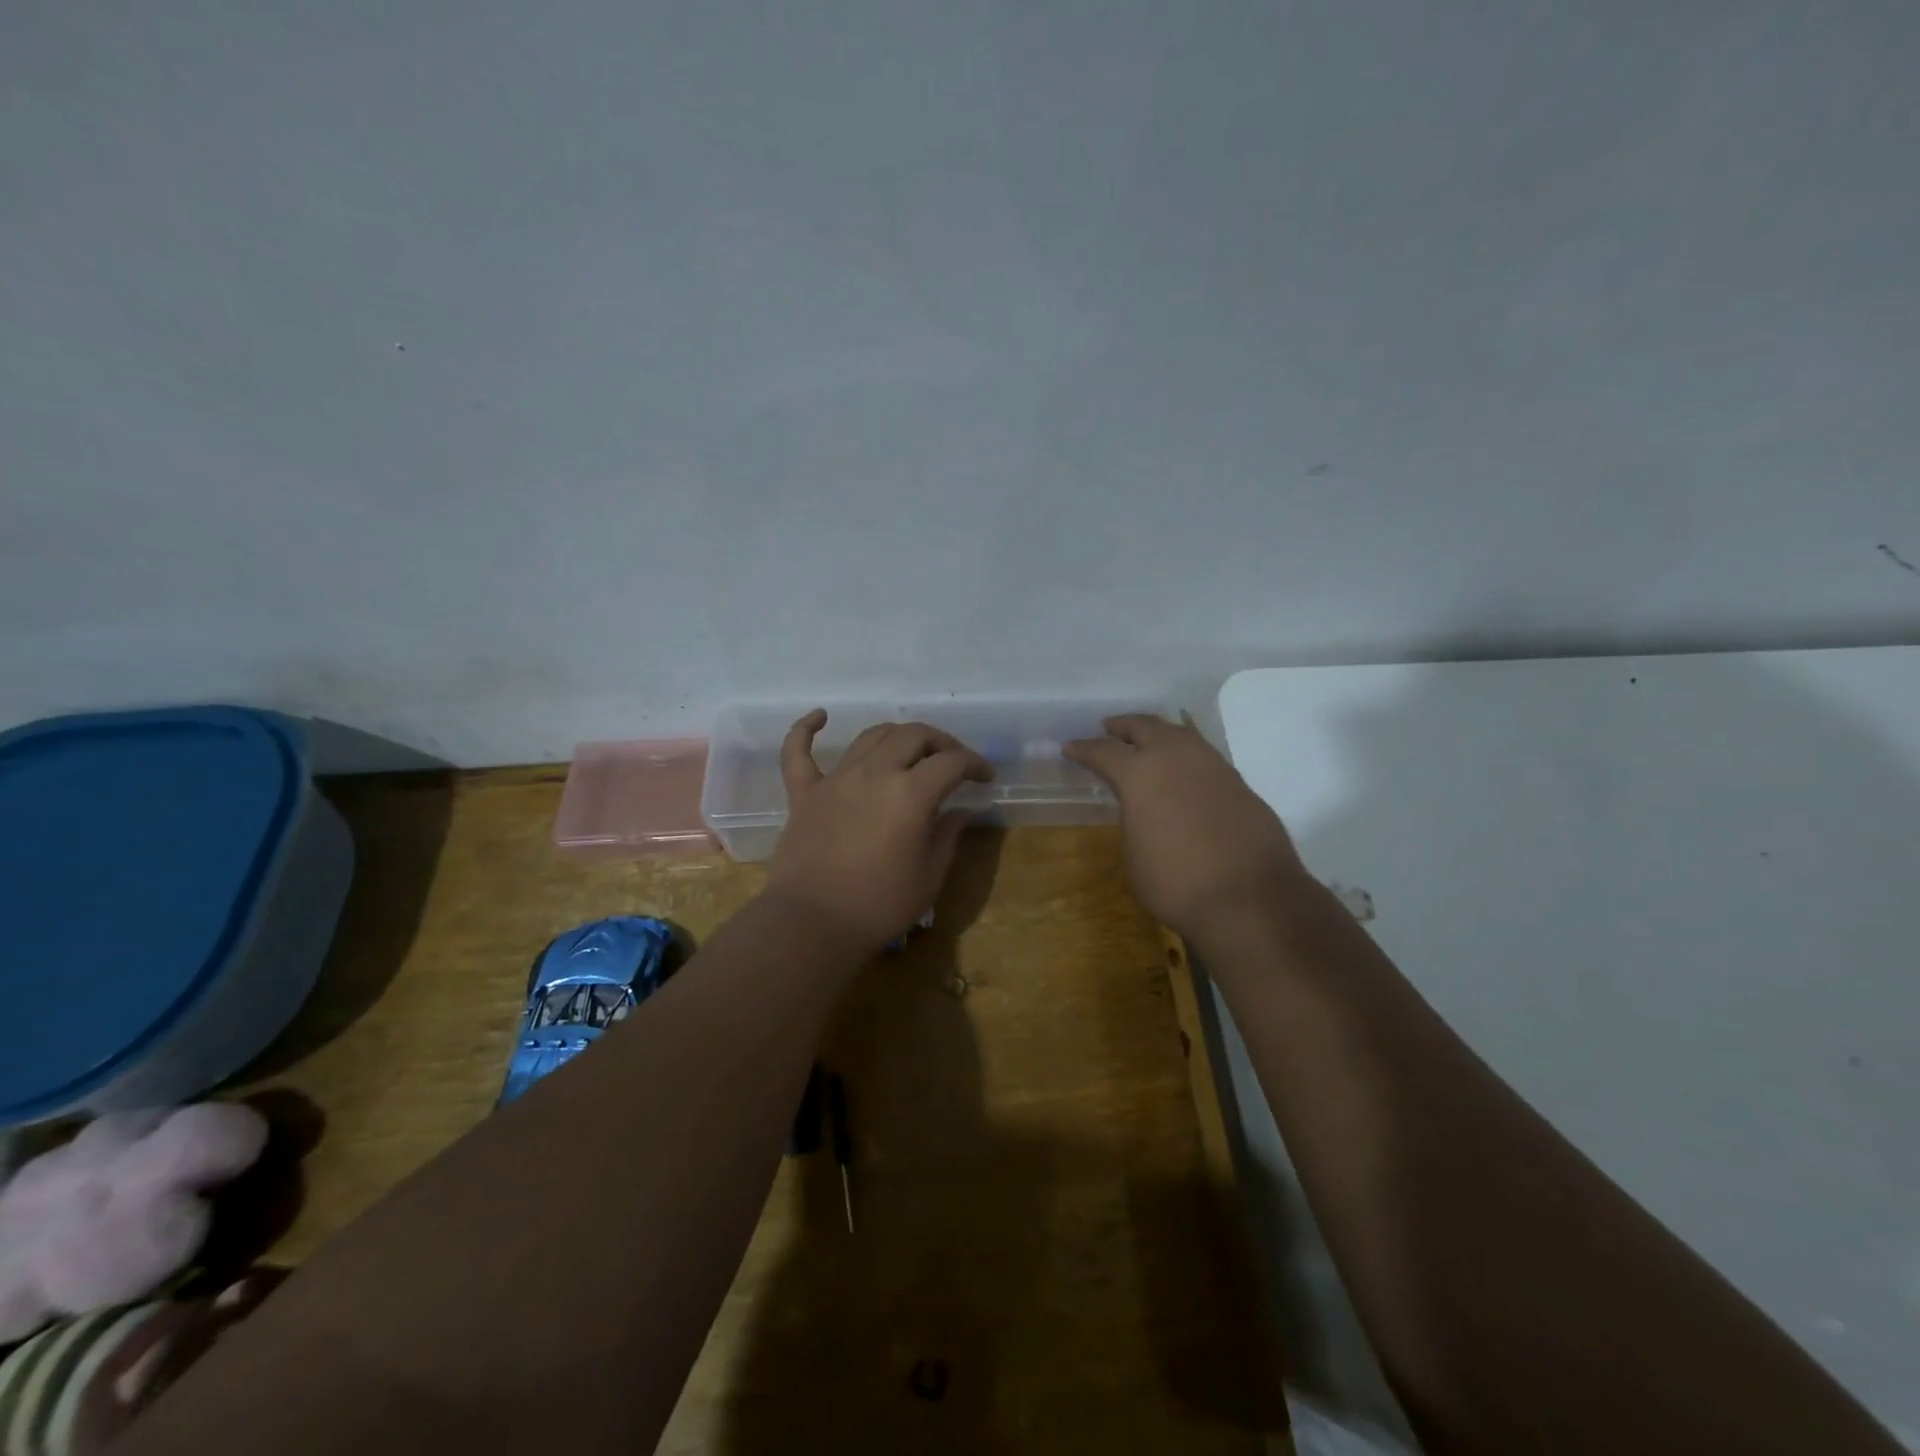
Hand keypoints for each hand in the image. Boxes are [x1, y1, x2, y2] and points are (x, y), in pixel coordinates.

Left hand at [764, 711, 994, 952]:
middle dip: (941, 742)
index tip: (985, 777)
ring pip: (871, 736)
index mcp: (911, 794)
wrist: (813, 925)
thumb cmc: (879, 907)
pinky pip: (798, 751)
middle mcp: (874, 773)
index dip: (975, 764)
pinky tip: (821, 716)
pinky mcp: (804, 792)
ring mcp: (835, 779)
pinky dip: (806, 729)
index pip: (952, 762)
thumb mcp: (929, 876)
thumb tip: (961, 811)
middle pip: (914, 735)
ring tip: (911, 749)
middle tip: (953, 761)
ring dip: (898, 735)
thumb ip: (947, 836)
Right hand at [1065, 714, 1310, 940]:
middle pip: (1145, 727)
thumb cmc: (1177, 882)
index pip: (1103, 752)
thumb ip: (1134, 821)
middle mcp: (1176, 758)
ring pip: (1179, 734)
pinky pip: (1203, 756)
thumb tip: (1144, 811)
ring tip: (1147, 740)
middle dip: (1123, 726)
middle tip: (1109, 727)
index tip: (1071, 747)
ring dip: (1158, 733)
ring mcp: (1212, 766)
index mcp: (1139, 774)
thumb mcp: (1134, 856)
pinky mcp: (1239, 783)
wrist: (1250, 899)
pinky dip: (1185, 755)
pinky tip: (1182, 769)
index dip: (1084, 749)